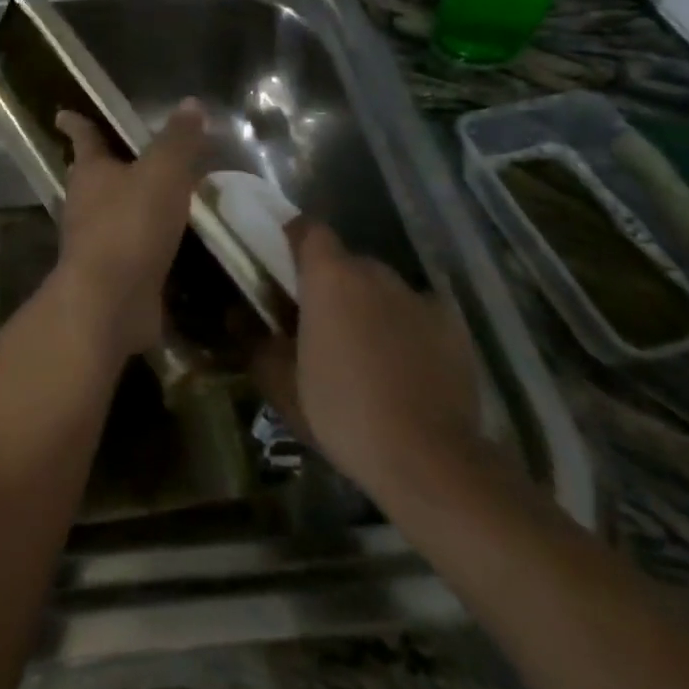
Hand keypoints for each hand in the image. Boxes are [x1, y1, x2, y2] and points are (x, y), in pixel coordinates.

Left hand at [52, 100, 205, 360]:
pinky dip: (146, 240)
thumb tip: (191, 102)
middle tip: (125, 152)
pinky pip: (131, 247)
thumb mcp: (163, 172)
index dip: (77, 123)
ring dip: (129, 202)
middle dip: (106, 163)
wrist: (110, 302)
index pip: (84, 137)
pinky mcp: (112, 275)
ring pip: (111, 212)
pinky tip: (169, 241)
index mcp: (90, 171)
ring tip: (158, 194)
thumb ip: (178, 139)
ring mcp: (96, 242)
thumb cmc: (130, 225)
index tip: (63, 113)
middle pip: (93, 175)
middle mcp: (85, 203)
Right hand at [252, 219, 487, 507]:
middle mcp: (373, 272)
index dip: (296, 240)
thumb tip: (236, 316)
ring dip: (370, 306)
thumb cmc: (342, 412)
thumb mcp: (282, 386)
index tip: (287, 264)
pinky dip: (408, 328)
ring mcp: (417, 296)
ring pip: (383, 288)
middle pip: (347, 262)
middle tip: (323, 323)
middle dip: (333, 283)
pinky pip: (419, 313)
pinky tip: (406, 367)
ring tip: (367, 351)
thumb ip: (255, 343)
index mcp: (328, 275)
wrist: (429, 459)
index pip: (309, 229)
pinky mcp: (453, 325)